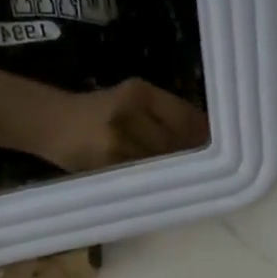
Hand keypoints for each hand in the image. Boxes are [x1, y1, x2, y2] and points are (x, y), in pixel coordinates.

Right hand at [39, 78, 208, 172]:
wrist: (52, 124)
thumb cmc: (97, 110)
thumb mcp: (130, 97)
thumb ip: (165, 112)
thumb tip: (207, 133)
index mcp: (137, 92)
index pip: (184, 117)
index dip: (205, 134)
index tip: (224, 145)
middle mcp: (128, 115)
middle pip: (177, 143)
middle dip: (197, 156)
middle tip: (216, 167)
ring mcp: (117, 144)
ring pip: (162, 163)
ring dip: (182, 172)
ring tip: (196, 178)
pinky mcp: (108, 167)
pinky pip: (144, 178)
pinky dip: (160, 182)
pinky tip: (170, 185)